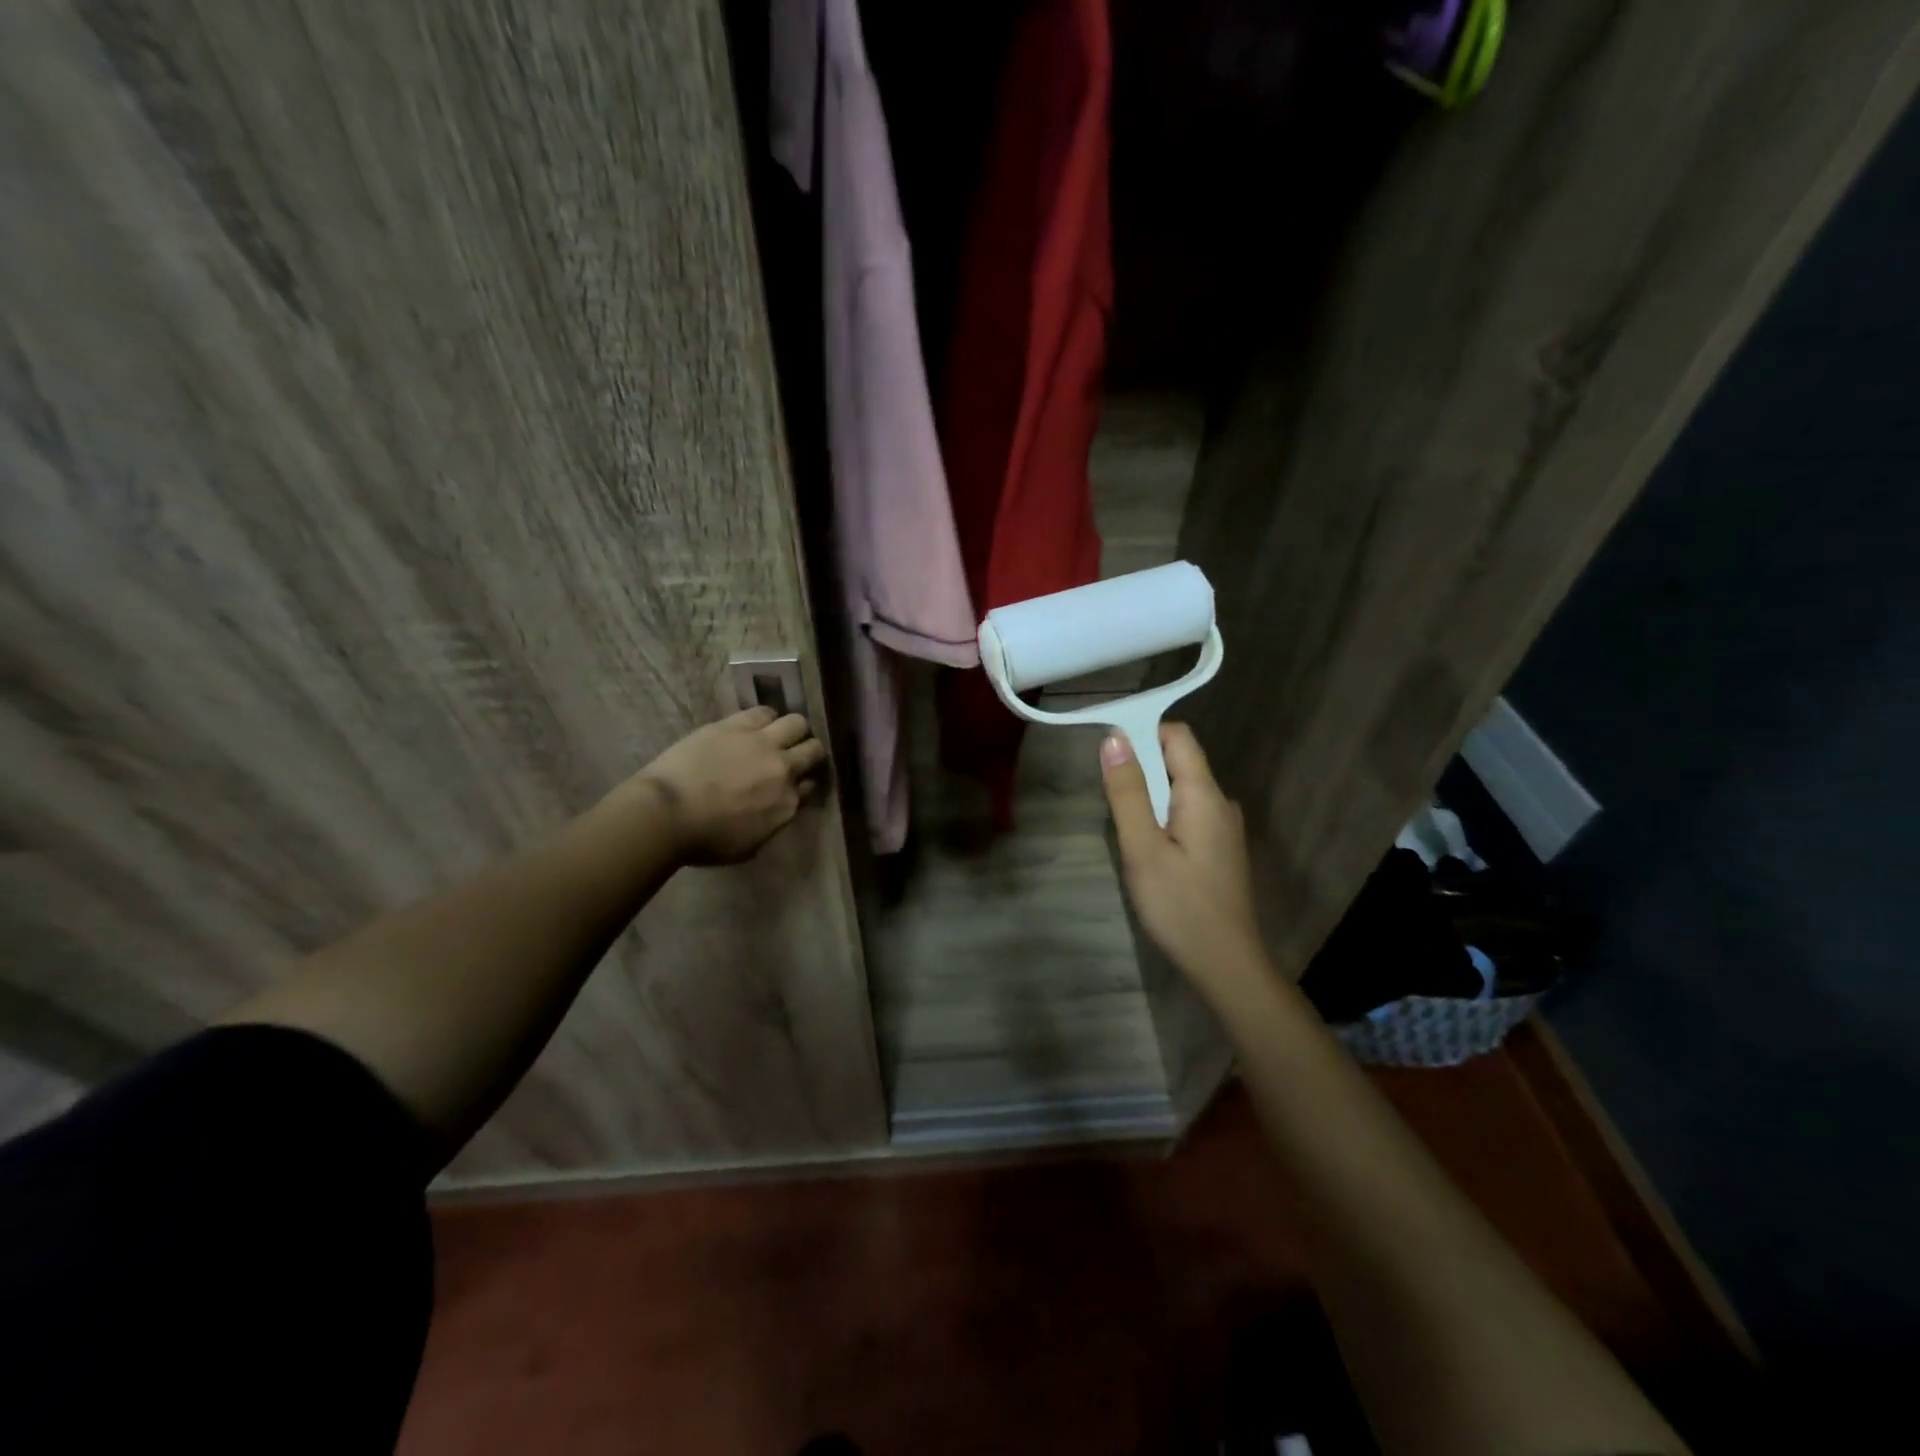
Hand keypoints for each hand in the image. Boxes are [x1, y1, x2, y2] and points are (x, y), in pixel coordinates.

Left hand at [630, 707, 827, 864]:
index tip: (797, 783)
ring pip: (797, 723)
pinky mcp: (736, 725)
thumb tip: (778, 807)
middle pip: (813, 750)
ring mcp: (762, 743)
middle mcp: (784, 769)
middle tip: (794, 756)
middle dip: (808, 752)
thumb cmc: (704, 841)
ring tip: (777, 735)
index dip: (805, 782)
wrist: (667, 814)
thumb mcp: (750, 845)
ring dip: (791, 730)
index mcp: (787, 804)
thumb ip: (772, 822)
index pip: (812, 785)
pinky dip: (766, 718)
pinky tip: (756, 725)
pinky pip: (764, 712)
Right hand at [1101, 722, 1266, 993]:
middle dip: (1141, 770)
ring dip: (1149, 798)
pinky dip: (1162, 819)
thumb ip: (1128, 792)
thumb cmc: (1180, 905)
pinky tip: (1149, 852)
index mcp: (1204, 794)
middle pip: (1178, 762)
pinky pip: (1187, 815)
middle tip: (1112, 804)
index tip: (1108, 753)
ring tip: (1127, 833)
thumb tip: (1114, 738)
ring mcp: (1224, 828)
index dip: (1143, 733)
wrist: (1225, 964)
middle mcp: (1220, 803)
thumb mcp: (1142, 848)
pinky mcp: (1220, 850)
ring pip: (1180, 791)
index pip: (1178, 736)